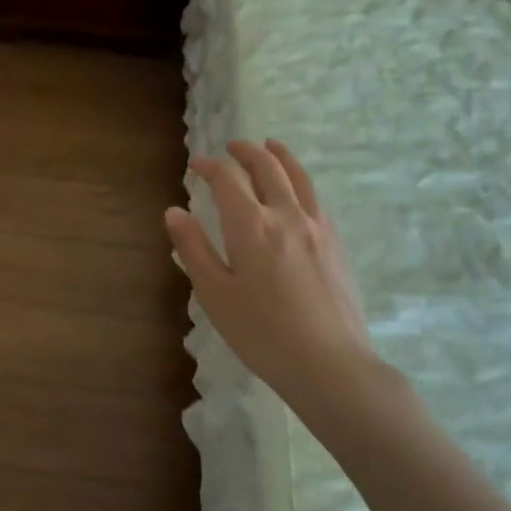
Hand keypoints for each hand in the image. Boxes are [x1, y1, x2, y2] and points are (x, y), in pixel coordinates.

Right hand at [165, 140, 393, 410]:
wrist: (330, 364)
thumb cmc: (262, 333)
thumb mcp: (215, 294)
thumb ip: (194, 248)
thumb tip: (174, 211)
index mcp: (251, 226)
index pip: (227, 180)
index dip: (209, 167)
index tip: (196, 166)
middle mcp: (286, 215)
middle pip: (267, 168)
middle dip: (246, 152)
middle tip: (231, 147)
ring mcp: (316, 228)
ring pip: (299, 177)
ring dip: (280, 156)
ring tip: (270, 146)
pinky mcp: (336, 244)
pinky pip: (316, 198)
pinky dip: (301, 181)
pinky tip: (297, 191)